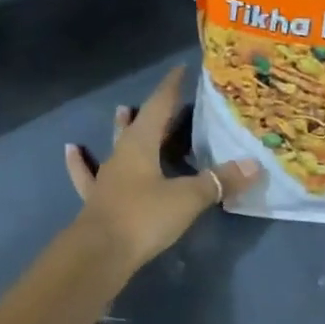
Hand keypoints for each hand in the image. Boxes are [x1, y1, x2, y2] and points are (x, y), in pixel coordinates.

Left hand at [64, 66, 259, 275]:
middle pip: (139, 124)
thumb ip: (218, 181)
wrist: (99, 253)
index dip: (170, 87)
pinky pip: (87, 174)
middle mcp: (122, 152)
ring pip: (115, 144)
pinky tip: (71, 150)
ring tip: (122, 110)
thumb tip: (254, 164)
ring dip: (121, 128)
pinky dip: (80, 162)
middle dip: (154, 110)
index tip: (180, 70)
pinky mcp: (96, 198)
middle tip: (167, 99)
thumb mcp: (187, 198)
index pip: (158, 105)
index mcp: (141, 143)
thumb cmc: (144, 217)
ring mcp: (106, 175)